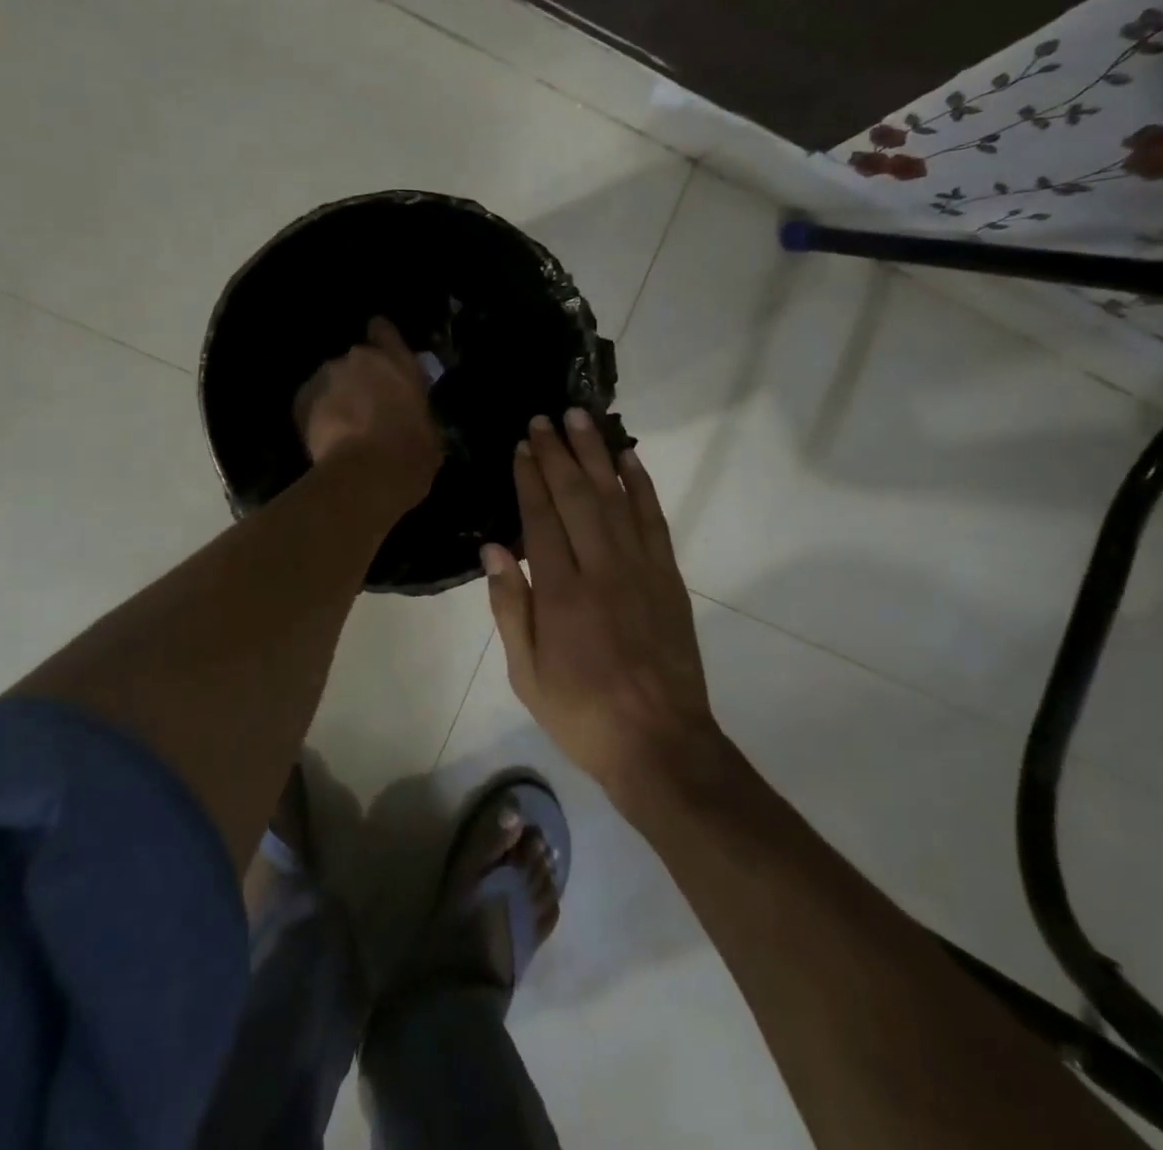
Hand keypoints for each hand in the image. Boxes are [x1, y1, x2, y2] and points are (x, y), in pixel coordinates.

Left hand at [294, 317, 441, 500]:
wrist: (366, 475)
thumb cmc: (411, 453)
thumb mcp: (429, 430)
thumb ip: (415, 410)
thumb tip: (411, 419)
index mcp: (397, 361)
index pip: (383, 330)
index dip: (381, 340)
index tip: (382, 355)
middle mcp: (359, 358)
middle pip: (356, 361)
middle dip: (359, 379)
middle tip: (367, 408)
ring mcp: (326, 375)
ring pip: (331, 381)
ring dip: (337, 396)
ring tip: (343, 428)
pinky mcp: (302, 398)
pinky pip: (311, 401)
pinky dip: (317, 414)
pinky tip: (326, 438)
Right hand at [482, 409, 717, 800]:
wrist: (660, 743)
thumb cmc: (582, 714)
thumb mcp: (527, 674)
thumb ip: (511, 607)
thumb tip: (494, 549)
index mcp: (561, 595)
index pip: (541, 519)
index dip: (530, 478)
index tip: (522, 446)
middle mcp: (602, 570)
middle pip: (578, 497)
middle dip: (559, 454)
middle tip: (546, 418)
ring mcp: (641, 570)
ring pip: (616, 498)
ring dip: (597, 456)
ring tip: (582, 420)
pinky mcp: (669, 578)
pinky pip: (654, 521)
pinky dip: (642, 486)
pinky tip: (630, 460)